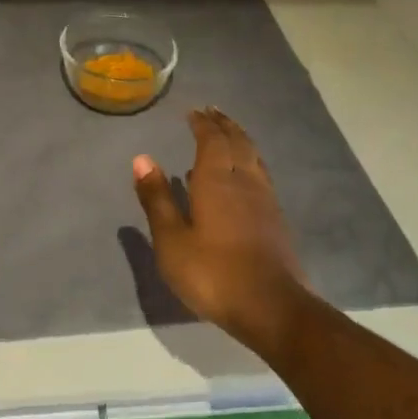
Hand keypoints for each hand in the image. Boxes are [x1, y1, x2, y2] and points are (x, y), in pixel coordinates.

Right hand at [132, 107, 317, 354]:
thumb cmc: (212, 273)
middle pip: (238, 143)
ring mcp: (265, 200)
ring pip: (254, 158)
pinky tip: (243, 177)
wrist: (271, 307)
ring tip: (229, 134)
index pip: (211, 140)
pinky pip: (261, 175)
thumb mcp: (171, 240)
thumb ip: (157, 198)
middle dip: (224, 125)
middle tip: (213, 112)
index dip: (202, 124)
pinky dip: (249, 162)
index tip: (194, 112)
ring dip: (240, 140)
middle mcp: (245, 181)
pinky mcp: (276, 220)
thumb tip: (142, 159)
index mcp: (217, 181)